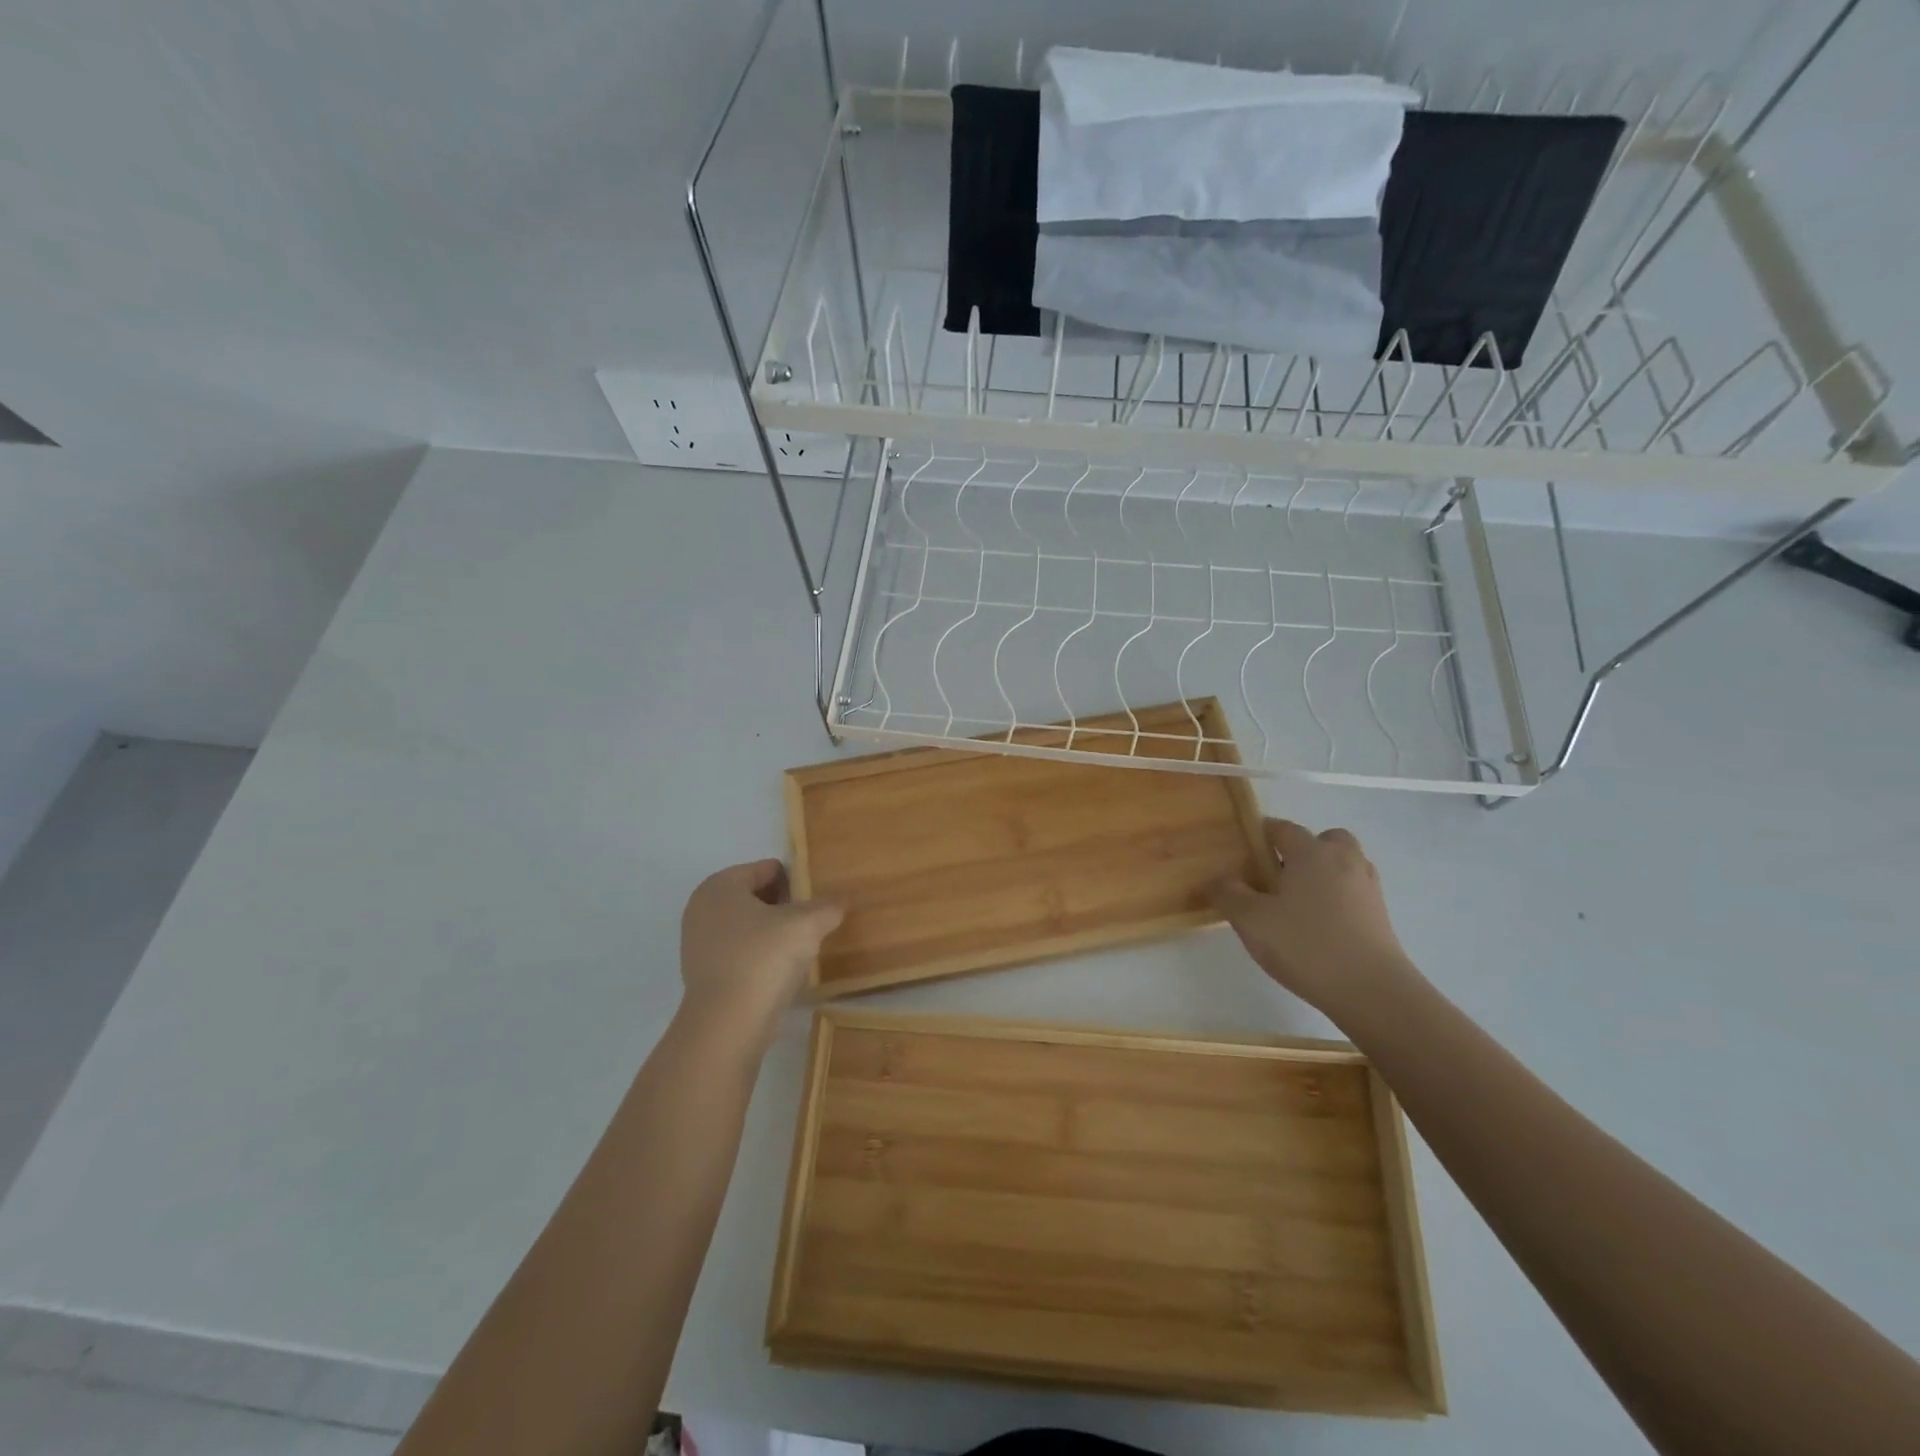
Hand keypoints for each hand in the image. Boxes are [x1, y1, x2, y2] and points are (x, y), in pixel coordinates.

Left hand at [677, 859, 842, 1054]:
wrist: (728, 1025)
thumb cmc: (764, 958)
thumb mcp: (807, 924)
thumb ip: (827, 906)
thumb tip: (839, 902)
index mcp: (720, 886)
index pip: (765, 869)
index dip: (795, 880)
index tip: (817, 896)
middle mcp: (702, 908)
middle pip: (754, 896)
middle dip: (784, 905)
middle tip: (813, 919)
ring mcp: (698, 943)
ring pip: (747, 926)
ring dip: (773, 931)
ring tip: (803, 944)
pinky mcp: (704, 974)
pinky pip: (740, 952)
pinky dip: (761, 955)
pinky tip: (783, 969)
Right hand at [1209, 818, 1417, 1025]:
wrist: (1372, 992)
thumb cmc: (1305, 946)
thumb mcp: (1251, 920)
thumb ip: (1227, 893)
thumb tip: (1214, 878)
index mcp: (1311, 852)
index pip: (1282, 828)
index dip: (1260, 836)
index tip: (1243, 857)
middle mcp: (1343, 860)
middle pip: (1323, 840)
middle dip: (1301, 851)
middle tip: (1278, 879)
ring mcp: (1367, 887)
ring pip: (1342, 865)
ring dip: (1323, 874)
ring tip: (1298, 905)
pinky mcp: (1381, 916)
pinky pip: (1353, 892)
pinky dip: (1337, 899)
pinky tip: (1319, 927)